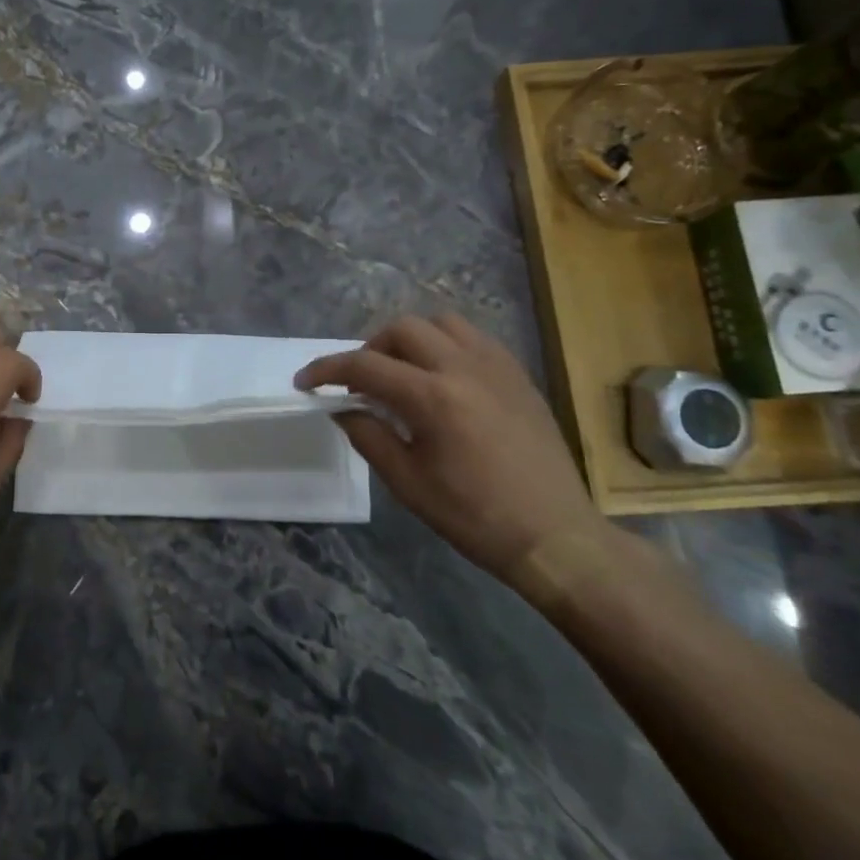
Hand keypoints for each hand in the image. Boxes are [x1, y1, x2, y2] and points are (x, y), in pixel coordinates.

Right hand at [296, 313, 602, 586]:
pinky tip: (442, 377)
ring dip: (410, 340)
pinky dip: (445, 345)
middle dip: (370, 349)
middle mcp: (463, 368)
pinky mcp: (517, 375)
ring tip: (402, 372)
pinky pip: (473, 338)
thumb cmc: (474, 516)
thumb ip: (368, 436)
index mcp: (433, 398)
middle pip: (402, 329)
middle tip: (360, 383)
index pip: (365, 365)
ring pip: (440, 323)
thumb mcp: (408, 483)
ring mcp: (496, 366)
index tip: (305, 382)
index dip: (327, 370)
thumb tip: (341, 409)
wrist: (554, 535)